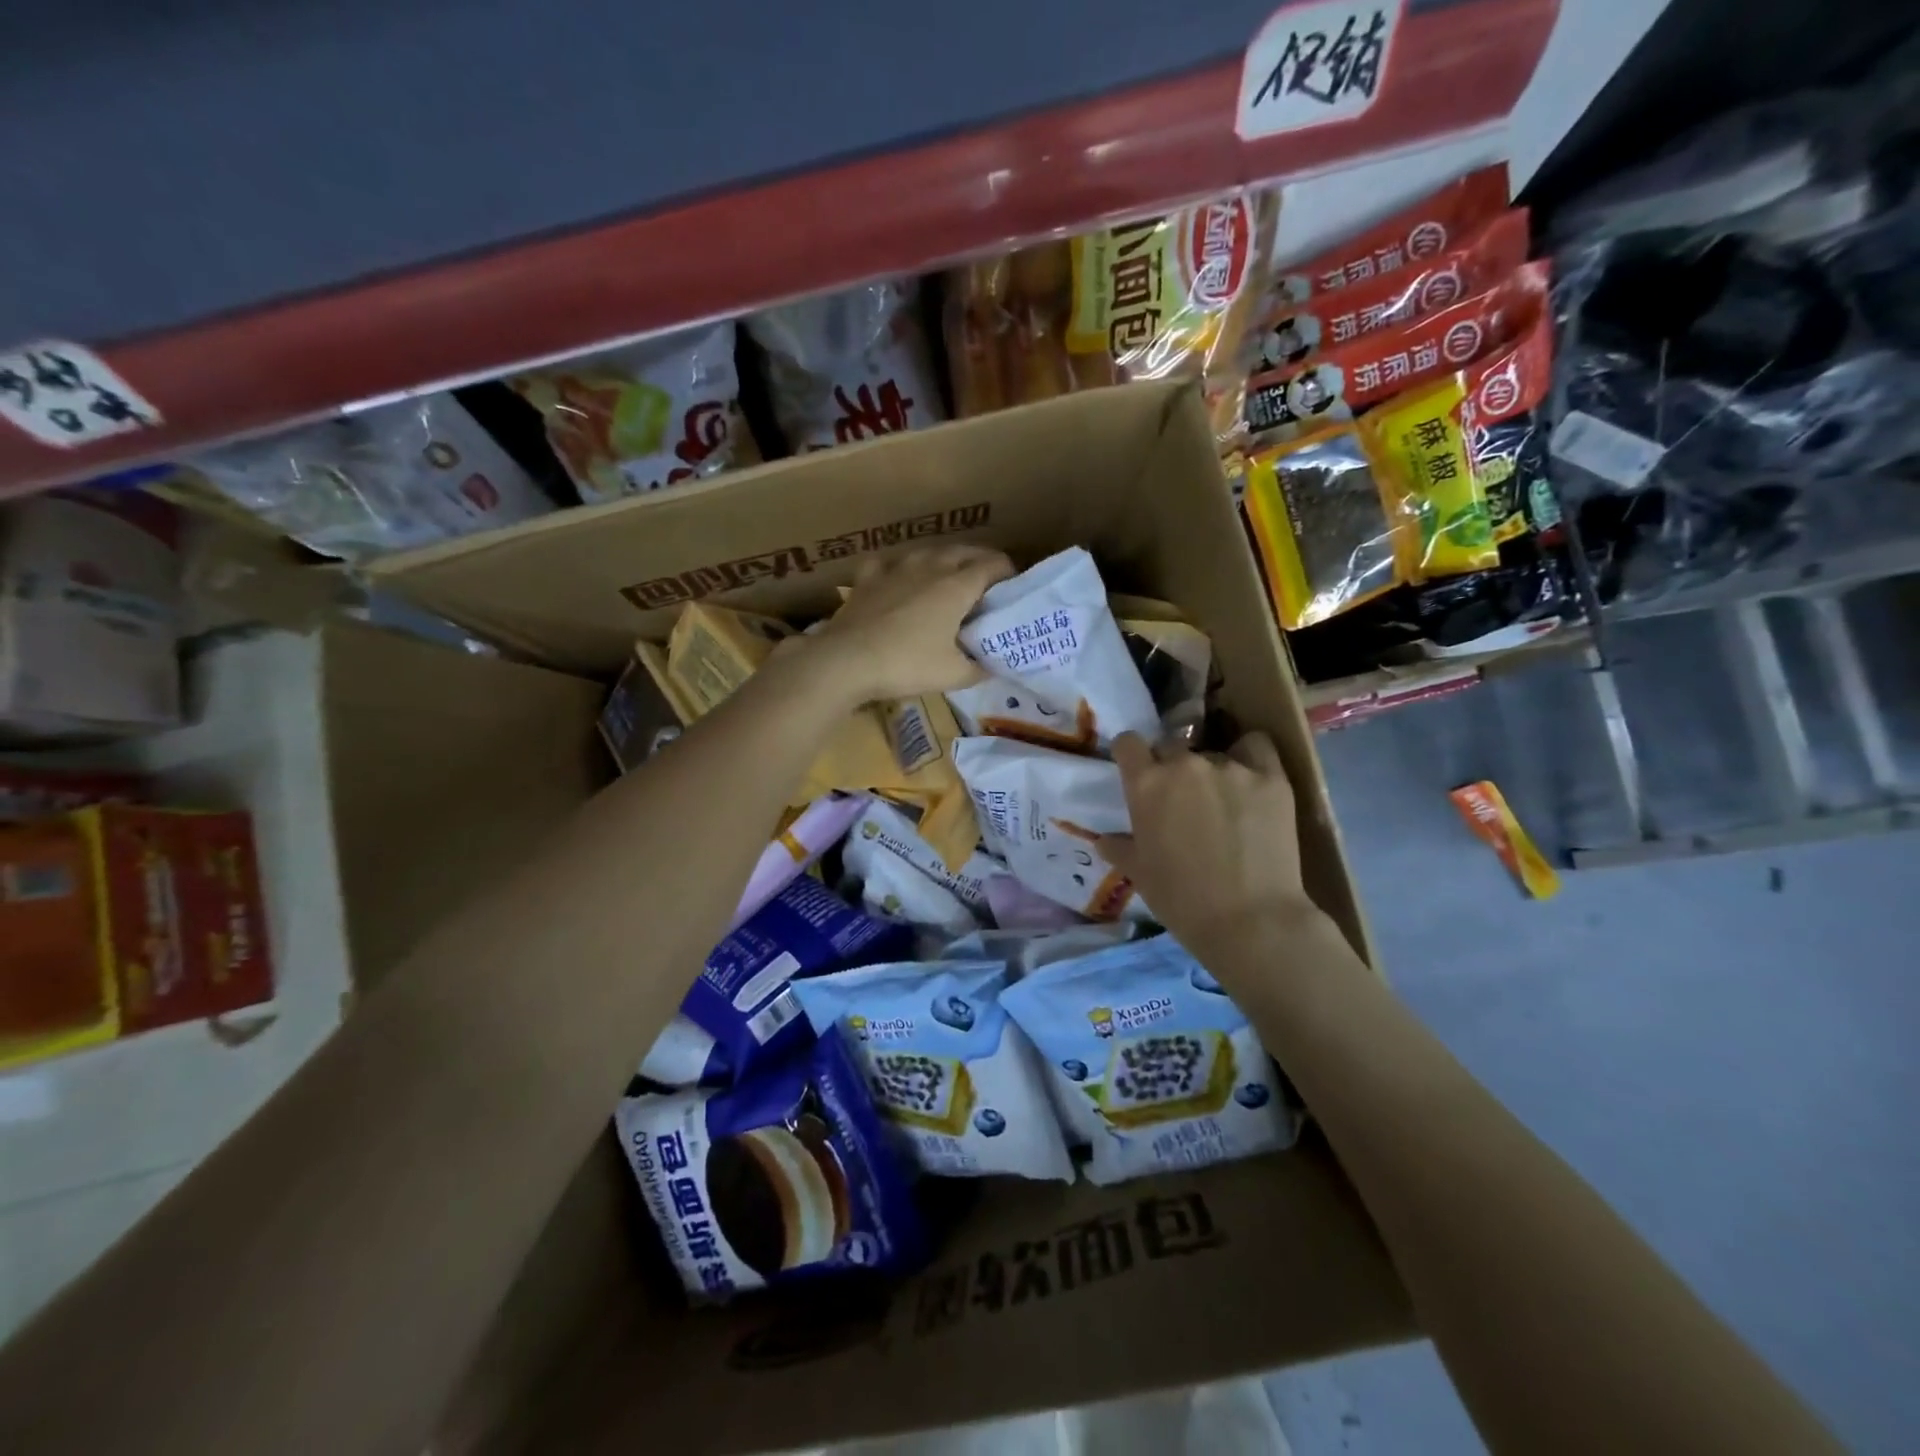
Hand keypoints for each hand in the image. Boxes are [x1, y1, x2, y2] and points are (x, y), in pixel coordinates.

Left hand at [806, 545, 1014, 701]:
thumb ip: (978, 668)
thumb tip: (991, 666)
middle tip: (988, 581)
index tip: (1014, 586)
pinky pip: (889, 564)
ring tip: (948, 575)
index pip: (992, 565)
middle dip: (980, 561)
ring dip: (943, 560)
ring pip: (927, 552)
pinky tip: (898, 578)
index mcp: (956, 586)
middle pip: (963, 552)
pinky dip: (900, 568)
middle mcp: (929, 567)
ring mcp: (895, 569)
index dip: (1008, 572)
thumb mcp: (953, 675)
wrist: (847, 660)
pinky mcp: (867, 578)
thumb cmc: (907, 665)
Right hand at [1099, 732, 1319, 966]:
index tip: (1137, 771)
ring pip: (1213, 753)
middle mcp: (1184, 764)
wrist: (1251, 921)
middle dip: (1171, 765)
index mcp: (1146, 784)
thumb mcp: (1140, 875)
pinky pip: (1257, 746)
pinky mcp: (1270, 777)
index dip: (1131, 755)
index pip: (1128, 743)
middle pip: (1171, 746)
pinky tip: (1252, 779)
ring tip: (1224, 802)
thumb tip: (1104, 840)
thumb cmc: (1182, 900)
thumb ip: (1120, 848)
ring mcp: (1230, 766)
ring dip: (1211, 771)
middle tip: (1181, 798)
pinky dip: (1251, 756)